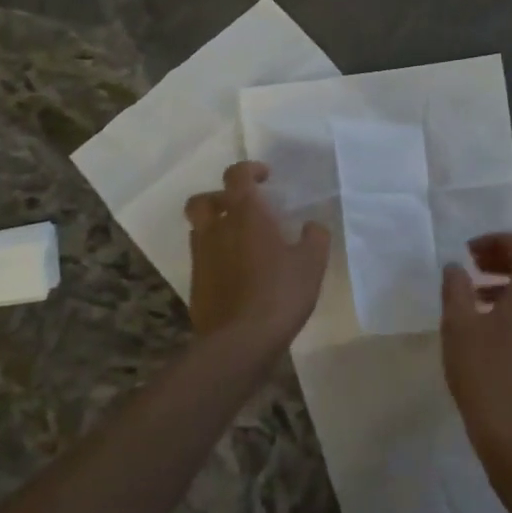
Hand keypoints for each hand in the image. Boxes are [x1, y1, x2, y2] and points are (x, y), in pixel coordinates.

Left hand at [185, 161, 330, 350]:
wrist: (239, 342)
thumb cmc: (279, 293)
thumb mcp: (312, 263)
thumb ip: (315, 237)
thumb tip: (311, 226)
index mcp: (245, 215)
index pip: (236, 176)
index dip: (249, 170)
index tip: (265, 178)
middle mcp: (216, 230)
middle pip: (203, 200)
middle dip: (220, 198)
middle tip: (243, 208)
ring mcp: (201, 258)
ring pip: (200, 230)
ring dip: (217, 228)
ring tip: (243, 242)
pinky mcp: (196, 285)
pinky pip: (204, 259)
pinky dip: (218, 257)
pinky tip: (240, 274)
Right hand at [441, 233, 511, 469]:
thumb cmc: (485, 373)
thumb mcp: (459, 326)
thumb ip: (456, 288)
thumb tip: (457, 267)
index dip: (497, 241)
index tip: (469, 252)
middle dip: (505, 258)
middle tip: (473, 266)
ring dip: (510, 281)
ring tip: (475, 295)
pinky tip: (490, 324)